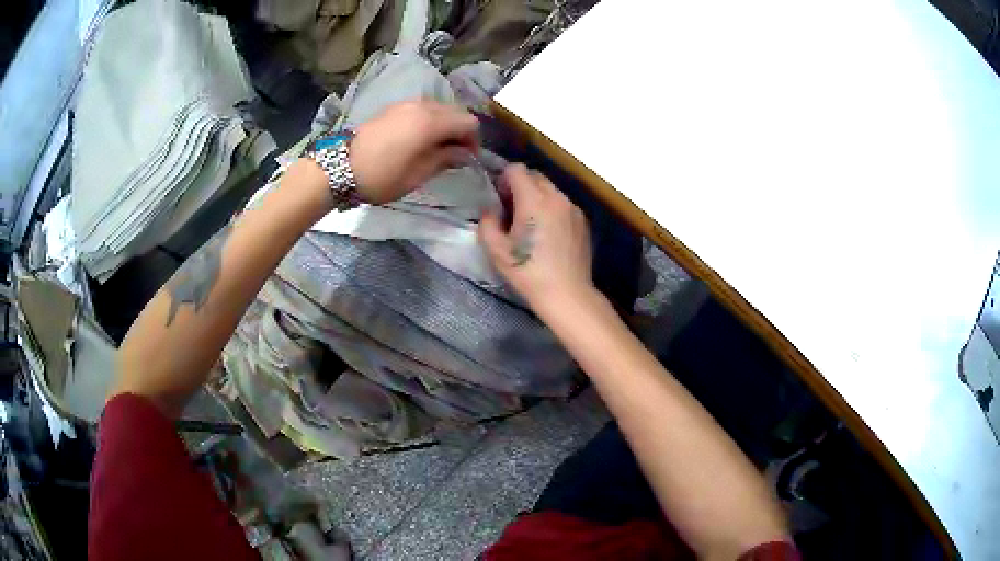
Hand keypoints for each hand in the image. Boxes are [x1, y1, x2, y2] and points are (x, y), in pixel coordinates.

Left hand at [349, 100, 478, 203]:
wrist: (340, 167)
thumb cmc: (382, 176)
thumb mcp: (417, 175)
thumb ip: (445, 159)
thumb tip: (464, 154)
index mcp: (431, 122)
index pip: (469, 122)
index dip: (474, 140)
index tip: (468, 159)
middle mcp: (422, 106)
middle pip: (456, 112)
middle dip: (461, 131)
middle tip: (455, 154)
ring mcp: (406, 104)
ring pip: (439, 108)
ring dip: (445, 125)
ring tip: (437, 147)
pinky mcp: (393, 108)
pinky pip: (422, 109)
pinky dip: (429, 121)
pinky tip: (419, 139)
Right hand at [478, 164, 593, 307]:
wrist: (566, 293)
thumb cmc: (528, 272)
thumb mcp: (496, 251)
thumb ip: (487, 223)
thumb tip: (490, 211)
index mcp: (533, 200)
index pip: (516, 169)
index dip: (503, 179)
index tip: (499, 198)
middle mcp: (556, 197)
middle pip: (535, 176)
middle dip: (521, 186)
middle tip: (512, 210)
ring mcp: (573, 208)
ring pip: (551, 189)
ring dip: (537, 197)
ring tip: (531, 223)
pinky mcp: (583, 221)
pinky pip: (563, 204)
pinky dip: (552, 209)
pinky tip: (548, 233)